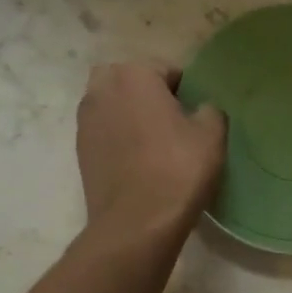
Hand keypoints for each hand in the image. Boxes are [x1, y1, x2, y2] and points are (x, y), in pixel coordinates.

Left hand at [77, 63, 225, 234]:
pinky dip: (118, 137)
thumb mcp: (212, 135)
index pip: (166, 69)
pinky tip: (138, 160)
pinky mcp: (80, 149)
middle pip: (130, 80)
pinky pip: (103, 131)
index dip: (185, 89)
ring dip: (129, 114)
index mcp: (134, 75)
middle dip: (148, 93)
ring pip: (112, 104)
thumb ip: (210, 110)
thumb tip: (201, 109)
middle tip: (172, 121)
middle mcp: (102, 89)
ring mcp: (85, 120)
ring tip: (154, 142)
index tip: (196, 114)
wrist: (136, 223)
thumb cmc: (178, 170)